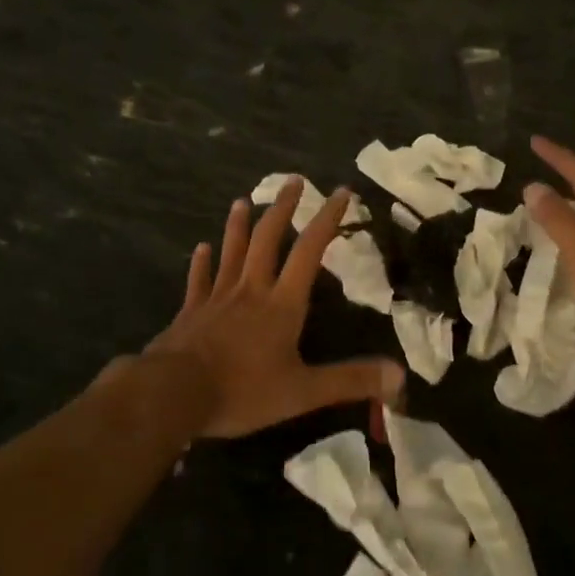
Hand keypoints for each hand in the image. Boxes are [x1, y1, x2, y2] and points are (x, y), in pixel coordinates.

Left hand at [145, 177, 404, 437]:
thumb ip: (350, 381)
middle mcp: (251, 290)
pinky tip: (200, 248)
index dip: (327, 220)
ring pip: (231, 252)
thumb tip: (400, 376)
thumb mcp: (303, 391)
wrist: (174, 394)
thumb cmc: (243, 391)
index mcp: (282, 304)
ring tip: (242, 201)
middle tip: (293, 181)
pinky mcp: (191, 311)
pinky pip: (199, 280)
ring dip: (239, 226)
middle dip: (283, 208)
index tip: (341, 192)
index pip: (309, 251)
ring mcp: (217, 298)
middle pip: (268, 239)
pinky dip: (201, 263)